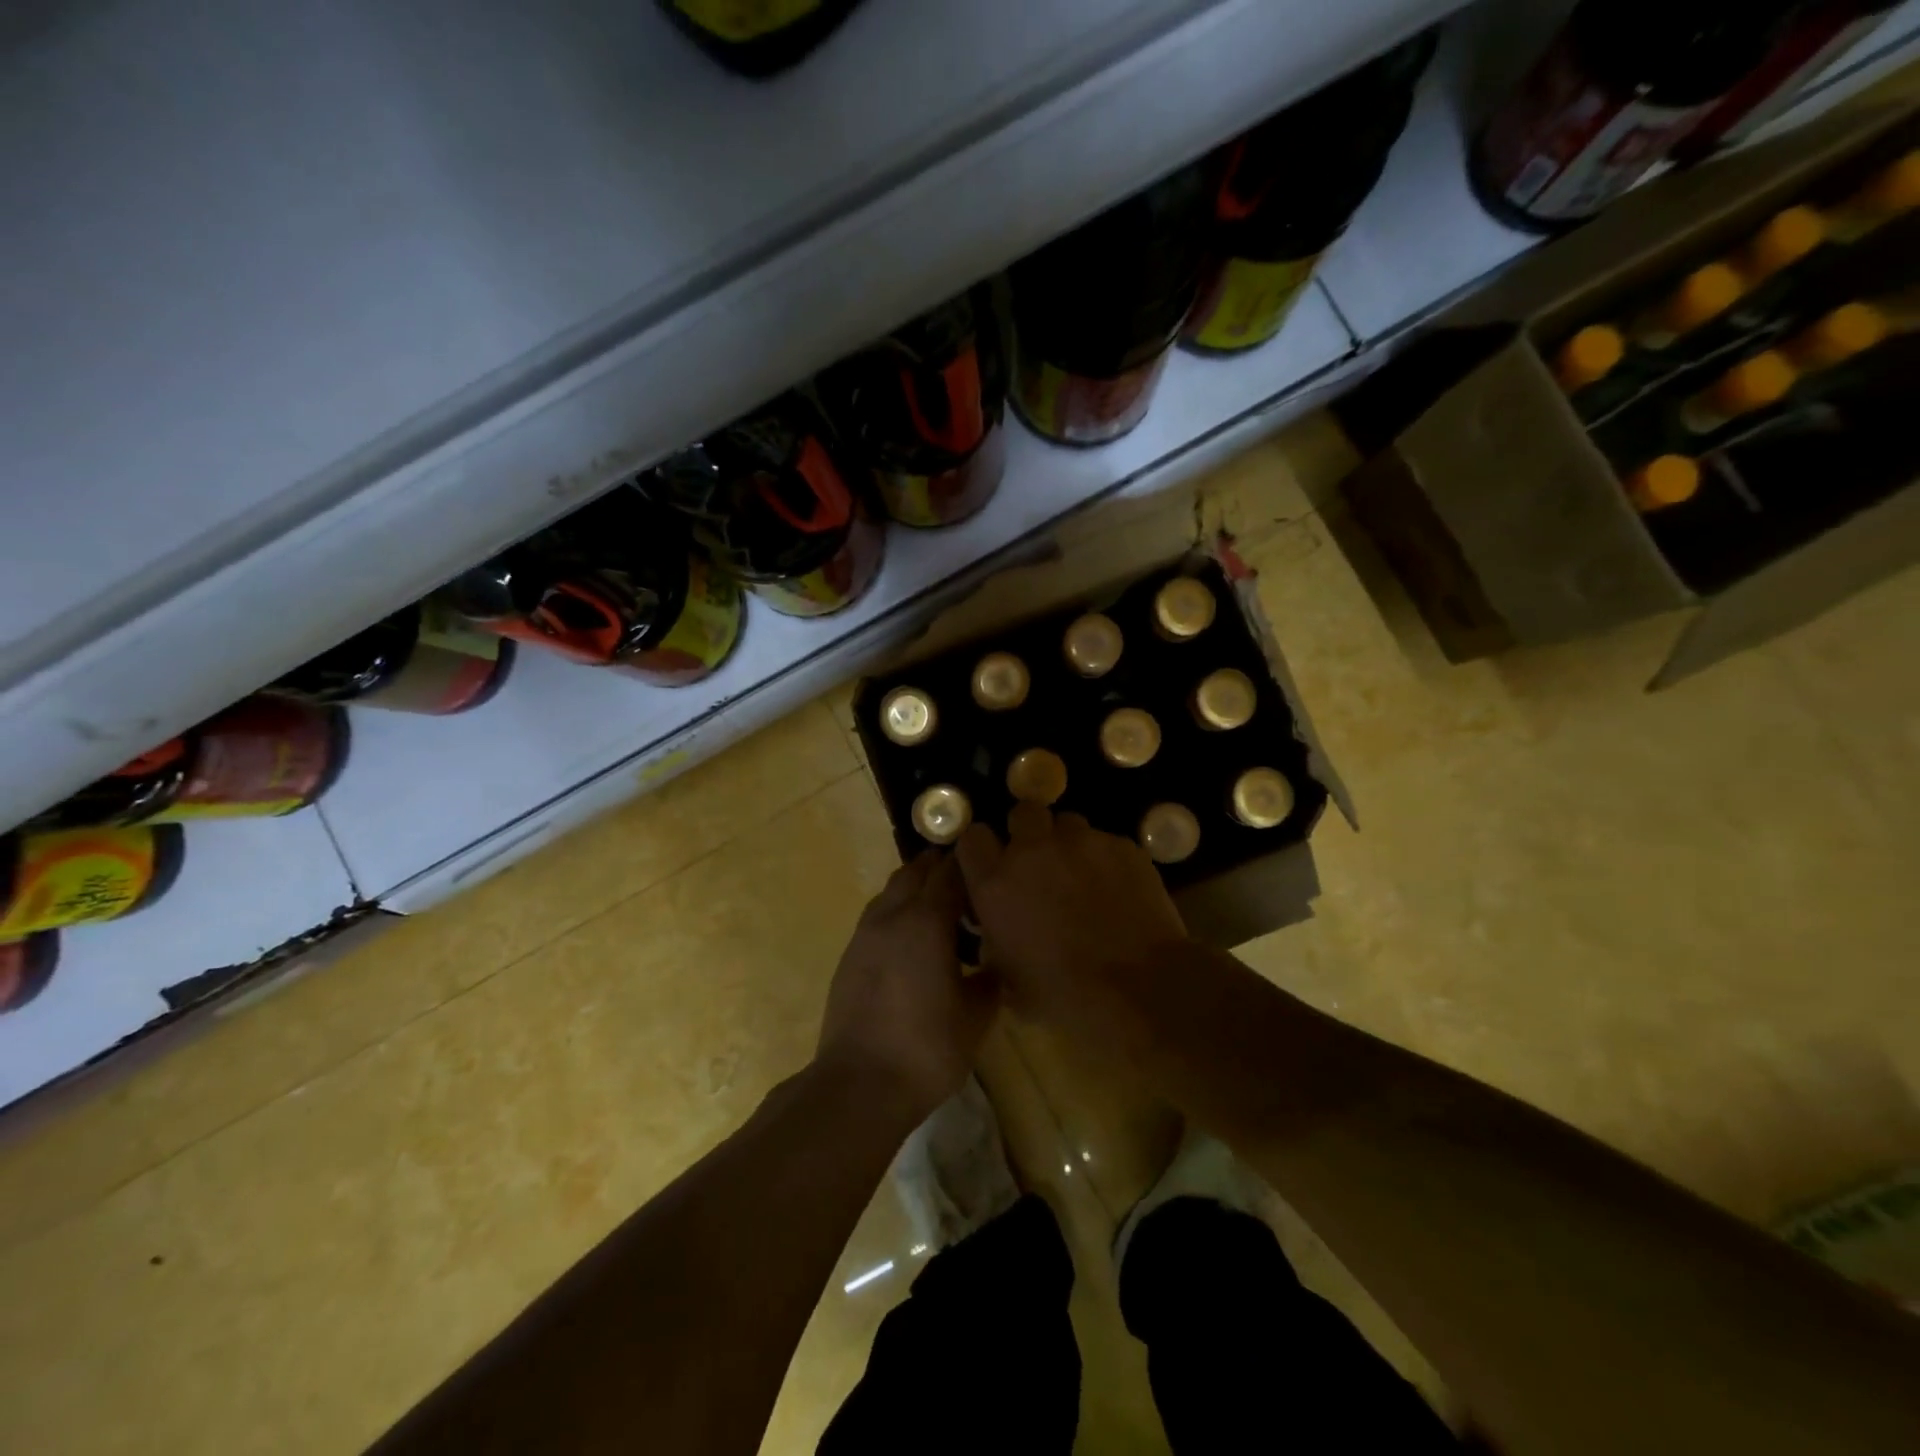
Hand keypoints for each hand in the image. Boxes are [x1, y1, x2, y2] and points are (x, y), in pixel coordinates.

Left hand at [816, 852, 999, 1123]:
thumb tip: (997, 960)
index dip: (971, 864)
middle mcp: (892, 914)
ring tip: (942, 910)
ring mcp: (865, 933)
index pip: (950, 871)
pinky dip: (898, 911)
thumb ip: (991, 978)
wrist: (859, 1084)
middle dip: (941, 867)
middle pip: (916, 870)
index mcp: (926, 920)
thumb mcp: (977, 1016)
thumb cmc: (927, 1047)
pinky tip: (914, 939)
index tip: (991, 865)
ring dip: (916, 887)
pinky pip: (878, 914)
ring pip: (892, 890)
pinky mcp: (850, 954)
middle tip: (970, 883)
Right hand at [955, 803, 1188, 1021]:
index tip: (991, 864)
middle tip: (1039, 861)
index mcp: (996, 882)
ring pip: (1068, 824)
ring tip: (1082, 874)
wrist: (1140, 989)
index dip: (982, 848)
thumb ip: (994, 940)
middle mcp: (1033, 850)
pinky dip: (1105, 859)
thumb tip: (995, 929)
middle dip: (1028, 831)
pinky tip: (1117, 888)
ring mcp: (1081, 842)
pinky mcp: (1122, 846)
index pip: (972, 837)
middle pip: (1023, 812)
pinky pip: (1106, 842)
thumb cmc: (1065, 995)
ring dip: (1068, 844)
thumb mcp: (1008, 978)